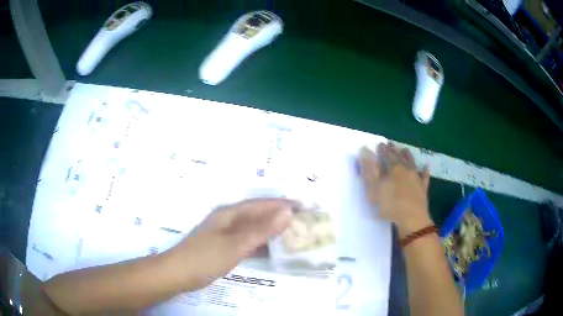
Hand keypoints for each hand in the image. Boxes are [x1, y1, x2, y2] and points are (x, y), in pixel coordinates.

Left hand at [170, 198, 294, 290]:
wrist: (177, 274)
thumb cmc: (205, 257)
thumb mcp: (236, 244)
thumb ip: (262, 230)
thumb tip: (287, 212)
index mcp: (230, 214)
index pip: (262, 204)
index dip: (282, 204)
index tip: (304, 206)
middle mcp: (228, 220)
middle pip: (258, 215)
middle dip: (279, 217)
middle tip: (302, 222)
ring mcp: (225, 234)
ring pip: (253, 229)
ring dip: (271, 231)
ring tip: (293, 235)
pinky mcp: (223, 248)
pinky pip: (247, 242)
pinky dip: (260, 245)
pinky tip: (271, 251)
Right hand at [359, 142, 432, 237]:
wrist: (411, 217)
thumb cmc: (390, 204)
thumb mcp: (374, 188)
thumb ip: (369, 169)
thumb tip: (364, 150)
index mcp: (393, 168)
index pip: (387, 155)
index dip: (382, 149)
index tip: (379, 144)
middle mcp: (406, 169)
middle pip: (399, 156)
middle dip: (394, 150)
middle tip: (391, 143)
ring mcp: (416, 177)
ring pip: (412, 163)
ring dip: (408, 155)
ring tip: (405, 149)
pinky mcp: (423, 187)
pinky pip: (424, 176)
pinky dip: (425, 171)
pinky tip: (426, 166)